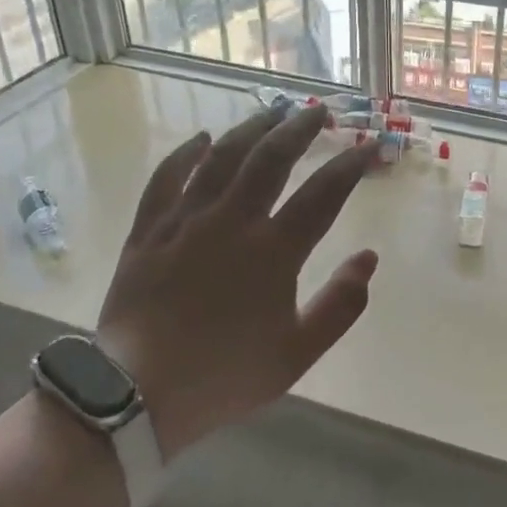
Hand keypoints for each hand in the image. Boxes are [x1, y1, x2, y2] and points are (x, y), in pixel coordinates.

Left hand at [99, 105, 377, 458]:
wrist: (136, 394)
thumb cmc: (224, 375)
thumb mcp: (298, 353)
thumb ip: (340, 305)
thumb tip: (368, 258)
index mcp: (274, 251)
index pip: (324, 193)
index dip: (352, 164)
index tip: (371, 144)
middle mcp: (232, 222)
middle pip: (271, 158)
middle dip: (300, 129)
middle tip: (319, 112)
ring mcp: (186, 220)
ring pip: (222, 157)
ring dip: (251, 129)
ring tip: (272, 113)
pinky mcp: (149, 230)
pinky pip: (166, 178)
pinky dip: (185, 154)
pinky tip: (201, 138)